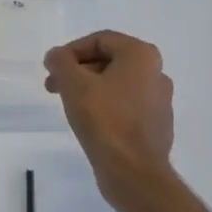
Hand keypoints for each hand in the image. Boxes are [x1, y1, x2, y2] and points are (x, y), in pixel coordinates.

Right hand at [44, 31, 175, 210]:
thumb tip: (56, 56)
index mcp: (142, 56)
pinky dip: (105, 108)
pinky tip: (90, 124)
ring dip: (90, 89)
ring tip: (69, 106)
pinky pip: (126, 107)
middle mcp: (157, 73)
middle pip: (110, 61)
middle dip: (78, 71)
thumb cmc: (104, 120)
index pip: (101, 40)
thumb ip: (61, 63)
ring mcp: (159, 101)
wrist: (134, 172)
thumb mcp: (74, 85)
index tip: (52, 69)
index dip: (71, 51)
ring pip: (117, 85)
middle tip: (54, 87)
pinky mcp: (156, 125)